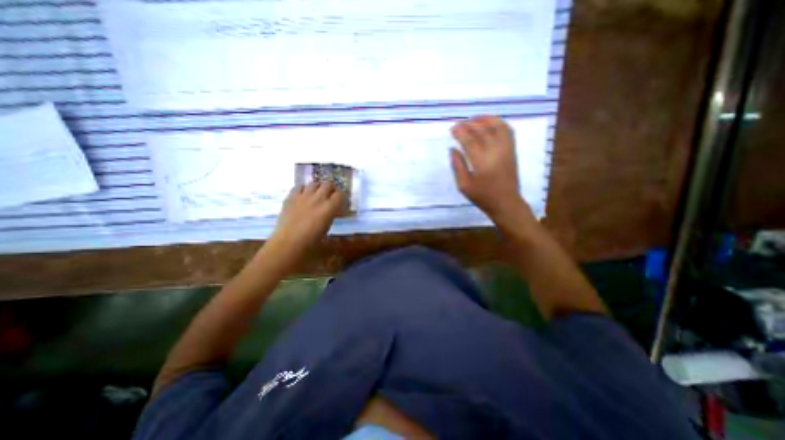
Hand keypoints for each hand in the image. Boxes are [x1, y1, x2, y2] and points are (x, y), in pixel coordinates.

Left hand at [272, 180, 344, 252]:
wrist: (289, 243)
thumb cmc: (312, 242)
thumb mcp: (327, 229)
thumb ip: (331, 216)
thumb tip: (332, 212)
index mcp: (330, 207)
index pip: (340, 194)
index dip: (341, 197)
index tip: (340, 201)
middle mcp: (318, 198)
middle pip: (328, 184)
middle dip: (330, 189)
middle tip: (329, 195)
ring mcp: (303, 196)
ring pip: (314, 183)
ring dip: (317, 187)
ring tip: (317, 193)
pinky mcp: (291, 197)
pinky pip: (298, 186)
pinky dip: (303, 189)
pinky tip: (303, 195)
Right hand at [450, 115, 528, 221]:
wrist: (506, 202)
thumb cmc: (482, 196)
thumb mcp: (464, 185)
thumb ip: (457, 166)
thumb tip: (453, 149)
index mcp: (481, 162)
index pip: (469, 140)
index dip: (460, 132)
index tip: (452, 128)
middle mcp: (495, 152)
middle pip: (482, 131)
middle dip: (469, 124)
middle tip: (459, 124)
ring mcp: (506, 149)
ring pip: (497, 126)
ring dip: (484, 120)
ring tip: (473, 119)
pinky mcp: (512, 150)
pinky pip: (507, 130)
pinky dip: (498, 123)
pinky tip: (490, 124)